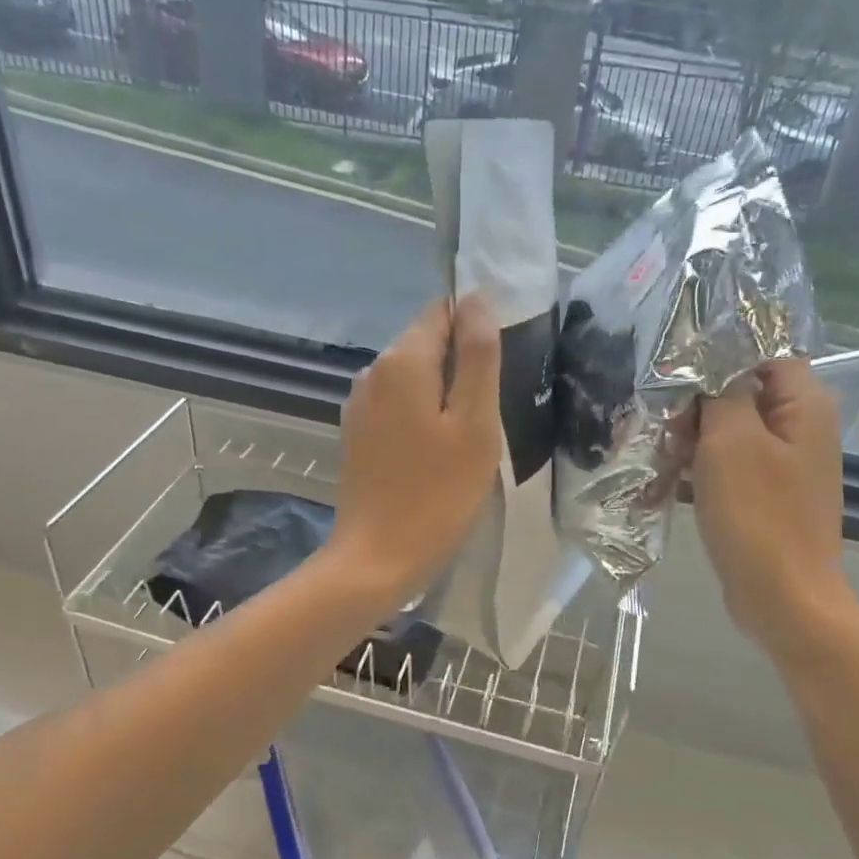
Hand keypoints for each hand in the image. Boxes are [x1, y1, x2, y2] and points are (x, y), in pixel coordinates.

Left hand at [327, 296, 501, 608]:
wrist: (377, 558)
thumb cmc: (437, 493)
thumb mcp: (474, 424)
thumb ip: (478, 357)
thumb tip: (477, 300)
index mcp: (402, 361)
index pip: (443, 311)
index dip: (476, 328)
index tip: (501, 368)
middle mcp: (373, 371)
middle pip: (427, 342)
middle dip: (461, 364)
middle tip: (492, 410)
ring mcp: (360, 403)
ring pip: (414, 376)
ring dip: (444, 392)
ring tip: (470, 433)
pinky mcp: (357, 432)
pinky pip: (398, 404)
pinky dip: (423, 414)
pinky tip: (438, 450)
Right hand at [691, 359, 854, 651]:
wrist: (783, 599)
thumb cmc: (757, 515)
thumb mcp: (731, 441)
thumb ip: (722, 393)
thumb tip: (713, 368)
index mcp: (805, 407)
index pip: (762, 357)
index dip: (718, 363)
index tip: (677, 385)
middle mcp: (802, 430)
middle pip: (742, 395)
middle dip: (697, 408)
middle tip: (665, 431)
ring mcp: (785, 467)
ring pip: (730, 433)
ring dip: (692, 441)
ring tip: (659, 458)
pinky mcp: (767, 497)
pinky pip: (731, 467)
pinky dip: (701, 470)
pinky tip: (667, 484)